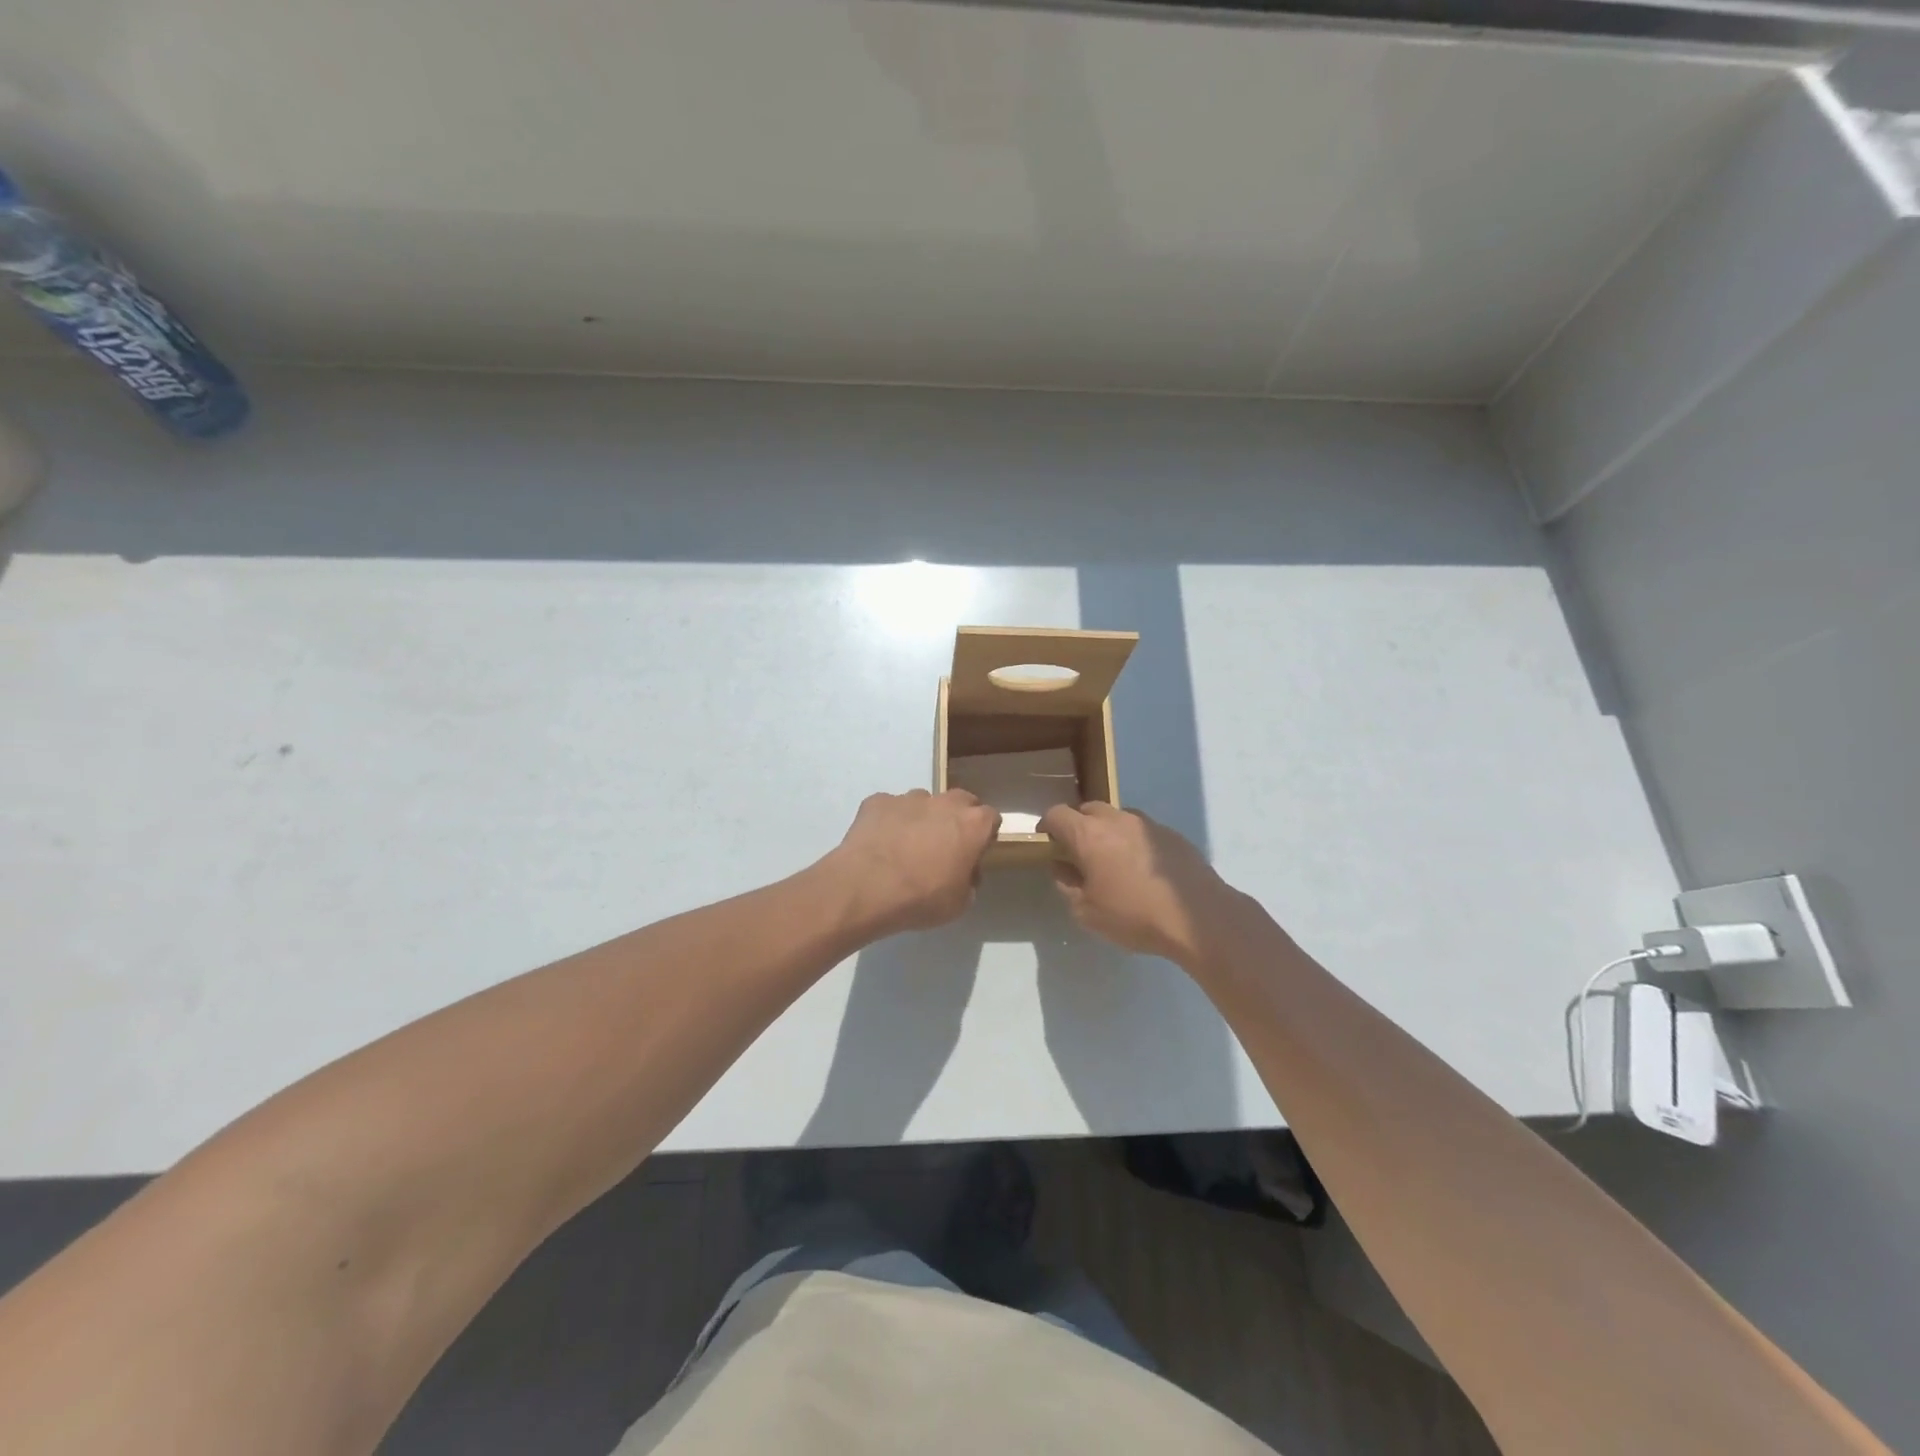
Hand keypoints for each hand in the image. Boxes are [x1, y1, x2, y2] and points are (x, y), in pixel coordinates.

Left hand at [825, 790, 1000, 935]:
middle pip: (961, 801)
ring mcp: (909, 798)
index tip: (975, 852)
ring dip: (922, 818)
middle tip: (945, 845)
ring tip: (906, 846)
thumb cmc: (921, 898)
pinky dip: (889, 821)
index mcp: (973, 825)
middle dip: (957, 818)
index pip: (990, 818)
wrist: (866, 888)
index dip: (984, 835)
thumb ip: (969, 881)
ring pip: (924, 802)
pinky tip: (880, 843)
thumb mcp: (959, 903)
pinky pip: (890, 808)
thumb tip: (964, 871)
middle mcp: (944, 803)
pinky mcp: (878, 801)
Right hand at [1039, 802, 1243, 966]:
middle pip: (1087, 809)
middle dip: (1077, 826)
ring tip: (1113, 861)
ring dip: (1107, 832)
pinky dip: (1133, 842)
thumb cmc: (1134, 915)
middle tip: (1079, 854)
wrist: (1198, 917)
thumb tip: (1061, 866)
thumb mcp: (1087, 911)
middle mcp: (1115, 820)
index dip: (1047, 827)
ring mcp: (1147, 824)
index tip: (1047, 844)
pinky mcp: (1171, 834)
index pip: (1056, 814)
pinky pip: (1142, 831)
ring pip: (1117, 817)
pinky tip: (1143, 870)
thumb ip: (1067, 885)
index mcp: (1088, 835)